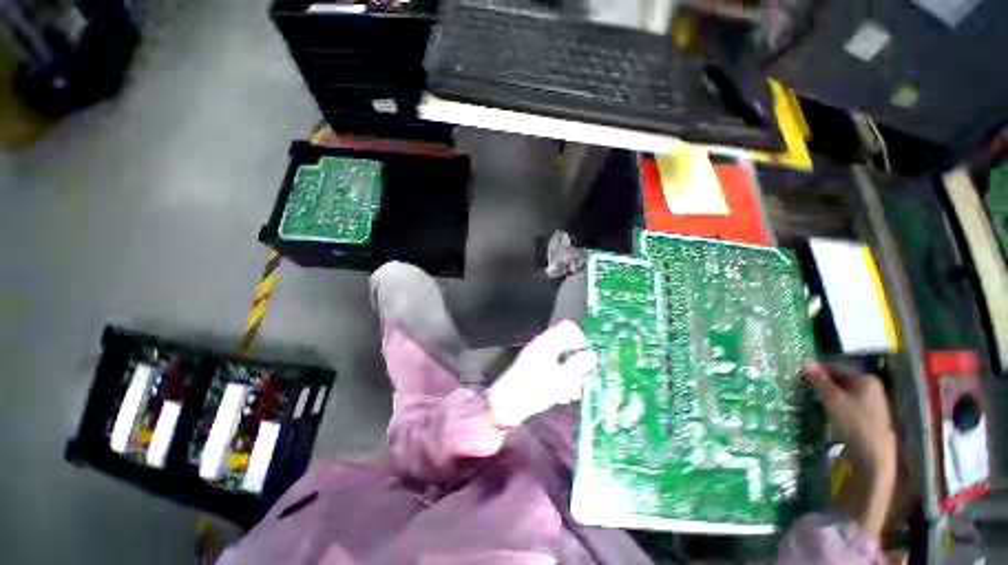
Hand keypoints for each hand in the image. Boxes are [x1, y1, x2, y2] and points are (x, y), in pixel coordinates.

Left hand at [487, 321, 597, 426]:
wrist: (506, 404)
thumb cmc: (535, 389)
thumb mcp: (562, 378)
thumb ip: (579, 364)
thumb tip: (592, 354)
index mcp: (548, 341)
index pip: (569, 327)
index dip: (581, 339)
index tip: (585, 358)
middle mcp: (542, 344)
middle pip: (567, 344)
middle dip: (576, 362)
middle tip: (579, 381)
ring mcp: (537, 355)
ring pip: (561, 358)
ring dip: (569, 374)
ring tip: (568, 394)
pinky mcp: (533, 367)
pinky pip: (552, 366)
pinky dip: (559, 378)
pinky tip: (559, 396)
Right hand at [804, 362, 896, 537]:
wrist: (873, 457)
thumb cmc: (854, 423)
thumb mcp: (832, 400)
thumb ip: (819, 380)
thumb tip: (805, 361)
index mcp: (866, 379)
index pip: (835, 367)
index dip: (817, 370)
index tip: (799, 375)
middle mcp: (871, 387)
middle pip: (841, 380)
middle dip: (822, 383)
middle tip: (802, 387)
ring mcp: (872, 403)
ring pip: (844, 393)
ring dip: (827, 394)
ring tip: (810, 399)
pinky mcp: (868, 417)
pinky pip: (848, 404)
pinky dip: (835, 405)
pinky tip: (825, 411)